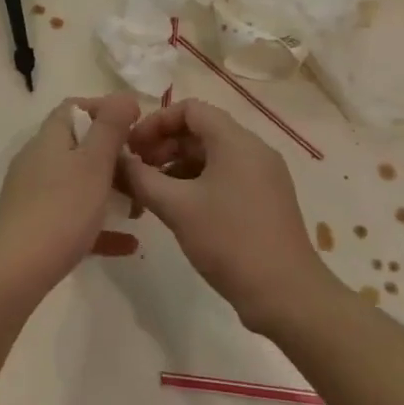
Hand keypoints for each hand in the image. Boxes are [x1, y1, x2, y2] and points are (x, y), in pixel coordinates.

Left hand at [0, 93, 140, 298]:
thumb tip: (123, 96)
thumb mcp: (94, 163)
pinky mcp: (36, 226)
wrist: (16, 270)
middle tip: (144, 171)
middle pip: (79, 146)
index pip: (75, 108)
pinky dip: (100, 226)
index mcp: (49, 138)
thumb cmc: (61, 209)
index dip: (105, 110)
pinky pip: (74, 218)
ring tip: (140, 208)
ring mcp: (34, 194)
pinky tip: (128, 244)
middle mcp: (38, 160)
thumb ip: (110, 127)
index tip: (136, 127)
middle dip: (114, 156)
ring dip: (110, 191)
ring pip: (78, 183)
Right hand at [121, 99, 322, 333]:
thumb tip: (117, 161)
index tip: (132, 146)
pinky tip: (176, 208)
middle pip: (201, 131)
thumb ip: (141, 178)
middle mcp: (253, 150)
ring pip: (211, 156)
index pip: (190, 109)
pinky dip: (196, 183)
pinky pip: (224, 176)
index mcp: (236, 142)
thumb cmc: (229, 241)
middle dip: (164, 145)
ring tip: (150, 192)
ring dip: (177, 166)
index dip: (156, 122)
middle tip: (136, 170)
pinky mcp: (265, 200)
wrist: (286, 295)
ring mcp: (263, 176)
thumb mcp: (176, 207)